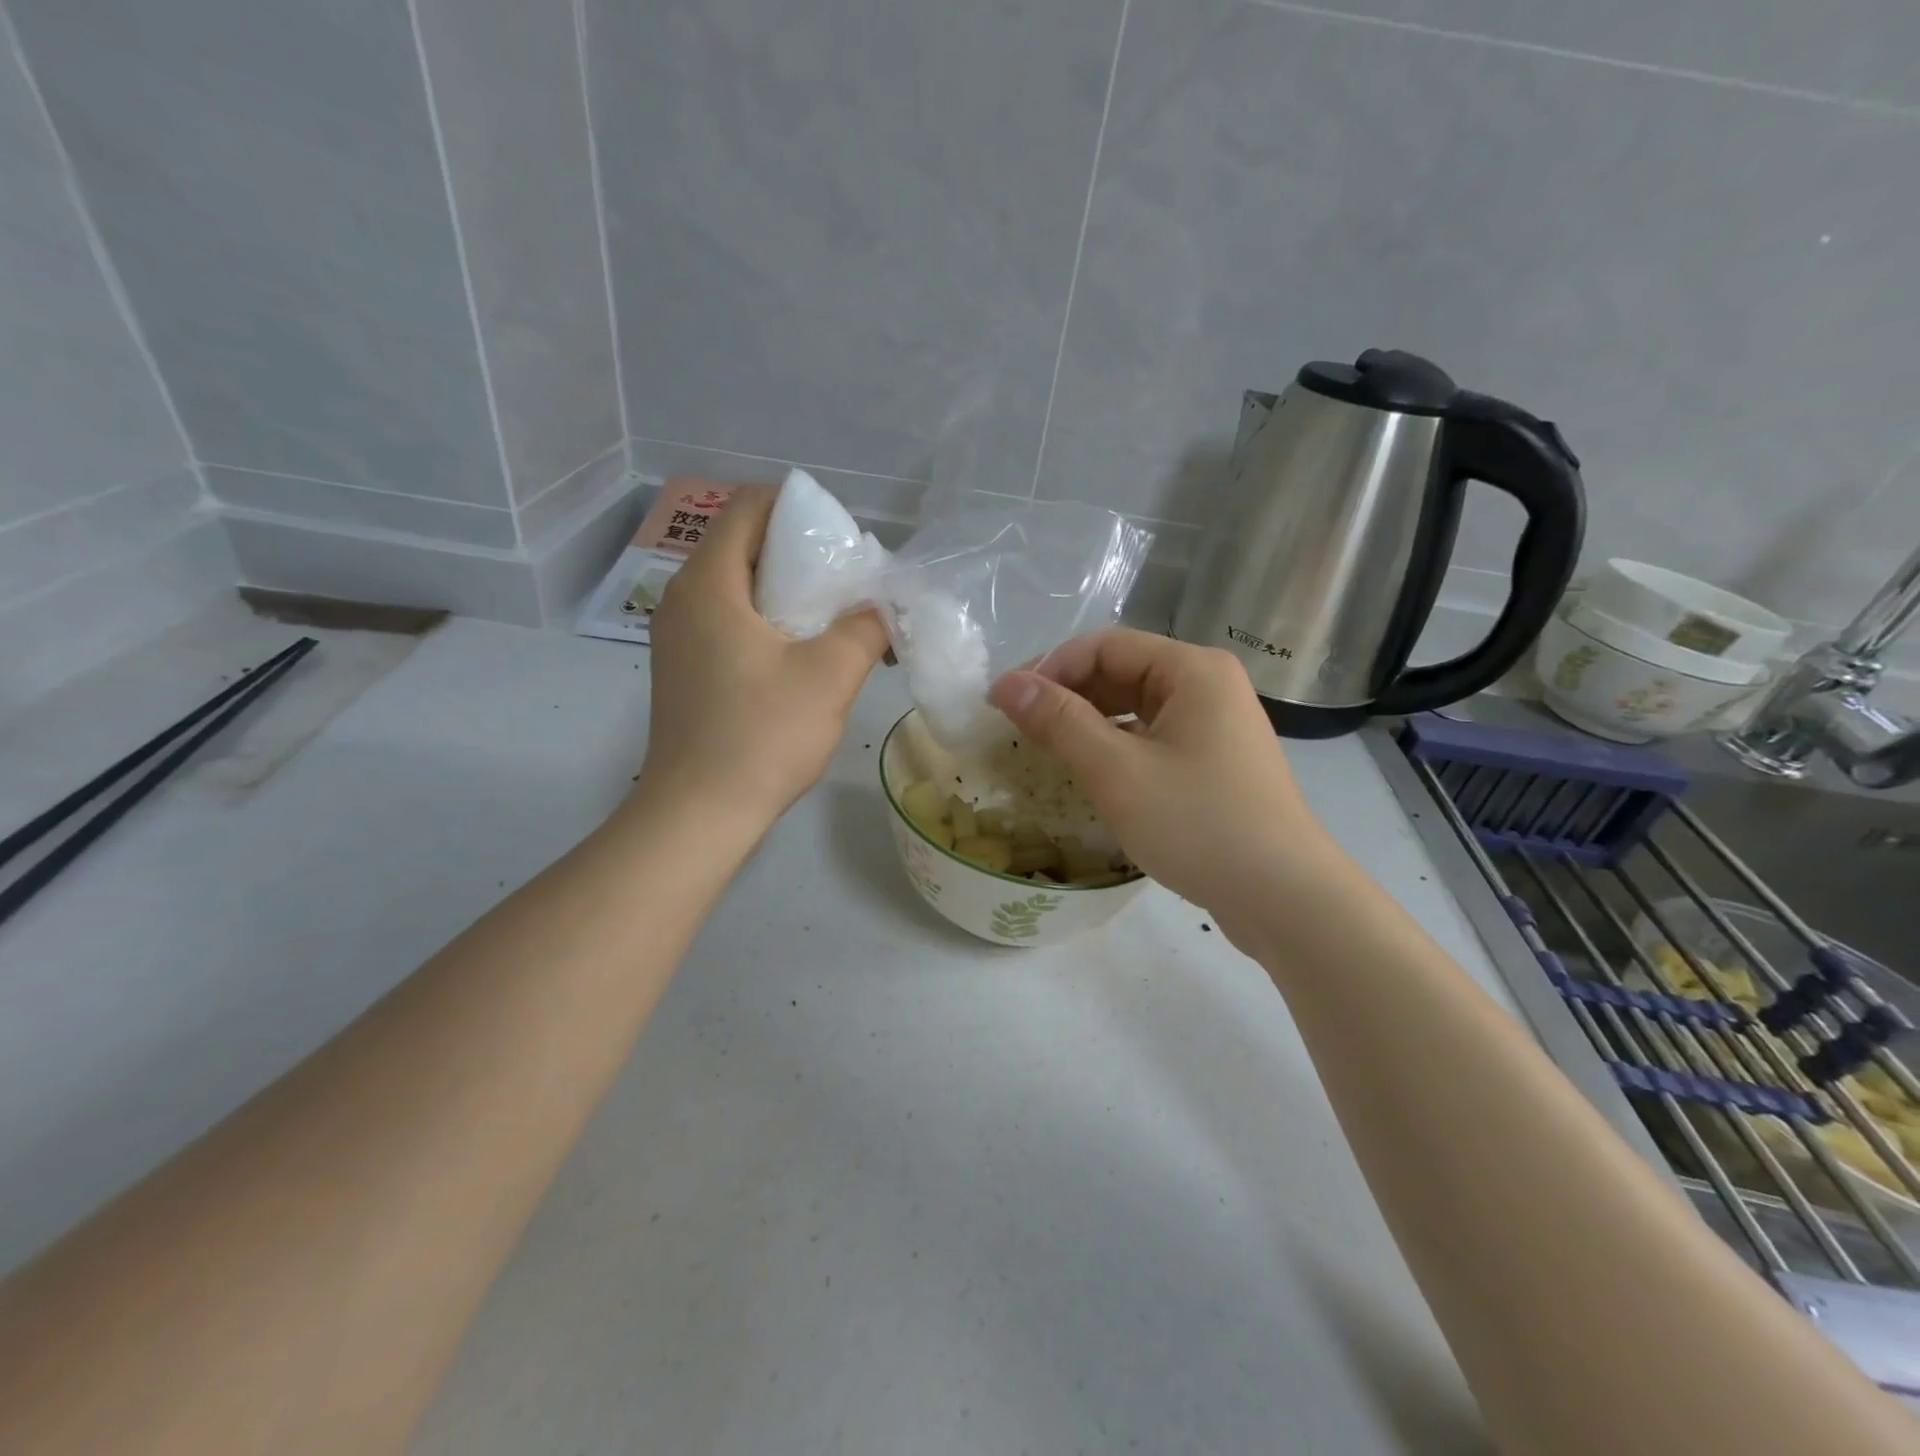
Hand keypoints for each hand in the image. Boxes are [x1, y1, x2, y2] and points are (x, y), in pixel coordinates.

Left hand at [635, 484, 888, 829]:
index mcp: (709, 583)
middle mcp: (682, 598)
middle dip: (799, 554)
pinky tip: (801, 655)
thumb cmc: (762, 735)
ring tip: (833, 621)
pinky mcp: (684, 668)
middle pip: (743, 544)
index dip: (798, 510)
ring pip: (737, 586)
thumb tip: (884, 608)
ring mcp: (677, 636)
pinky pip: (728, 621)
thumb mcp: (831, 675)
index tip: (840, 545)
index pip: (748, 506)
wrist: (699, 813)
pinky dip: (766, 621)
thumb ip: (866, 627)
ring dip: (786, 592)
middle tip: (847, 585)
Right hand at [987, 630, 1340, 941]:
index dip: (1049, 667)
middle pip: (1122, 671)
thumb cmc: (1199, 824)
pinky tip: (1090, 774)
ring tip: (1046, 750)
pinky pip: (1153, 738)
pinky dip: (1116, 748)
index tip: (1004, 702)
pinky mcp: (1215, 762)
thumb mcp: (1117, 771)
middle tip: (1019, 729)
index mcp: (1192, 670)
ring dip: (1089, 723)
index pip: (1105, 646)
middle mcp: (1208, 686)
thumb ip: (1059, 722)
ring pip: (1136, 708)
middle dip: (1067, 695)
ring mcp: (1216, 725)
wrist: (1285, 898)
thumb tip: (1006, 684)